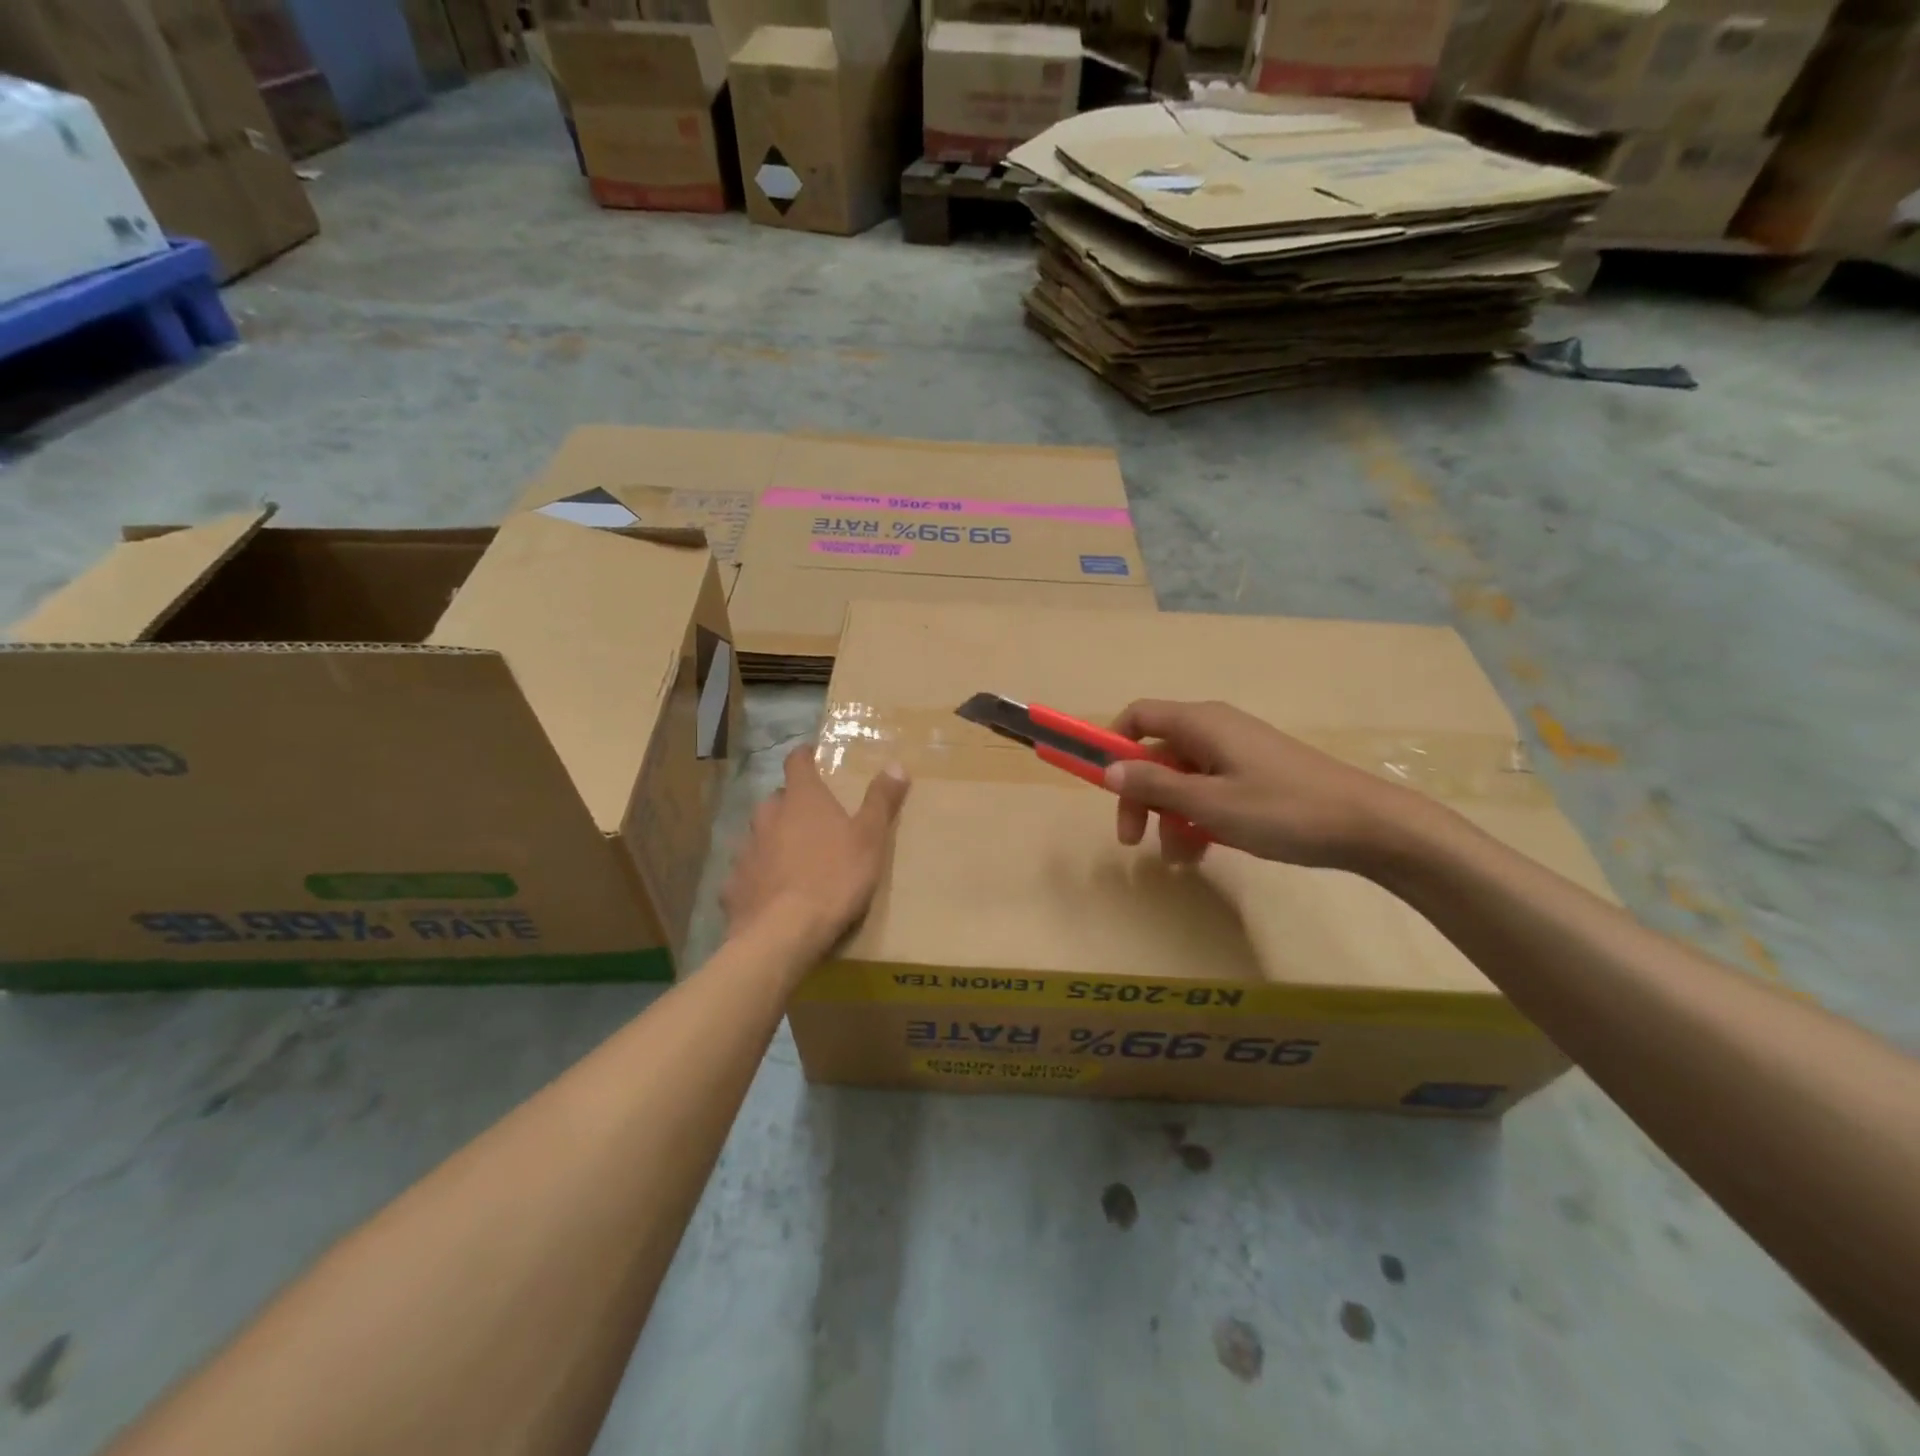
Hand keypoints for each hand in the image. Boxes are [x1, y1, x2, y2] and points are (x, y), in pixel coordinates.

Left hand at [722, 747, 909, 953]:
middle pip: (777, 800)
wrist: (784, 933)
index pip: (797, 762)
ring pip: (759, 835)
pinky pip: (747, 872)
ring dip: (774, 839)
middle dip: (792, 804)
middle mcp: (768, 816)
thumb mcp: (870, 839)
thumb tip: (896, 764)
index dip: (805, 756)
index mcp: (802, 799)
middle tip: (813, 819)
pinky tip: (771, 893)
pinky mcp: (733, 885)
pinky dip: (759, 876)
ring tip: (792, 858)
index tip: (812, 756)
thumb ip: (881, 801)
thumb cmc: (834, 878)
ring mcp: (746, 851)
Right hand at [1104, 700, 1424, 870]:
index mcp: (1201, 723)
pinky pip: (1210, 789)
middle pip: (1156, 753)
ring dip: (1169, 815)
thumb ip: (1155, 786)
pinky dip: (1198, 816)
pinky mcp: (1256, 776)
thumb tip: (1109, 771)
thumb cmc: (1282, 810)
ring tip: (1179, 857)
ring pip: (1183, 778)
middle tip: (1133, 840)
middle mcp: (1215, 729)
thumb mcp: (1209, 804)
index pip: (1138, 716)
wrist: (1369, 826)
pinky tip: (1204, 850)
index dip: (1111, 743)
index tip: (1100, 782)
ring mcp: (1238, 753)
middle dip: (1140, 795)